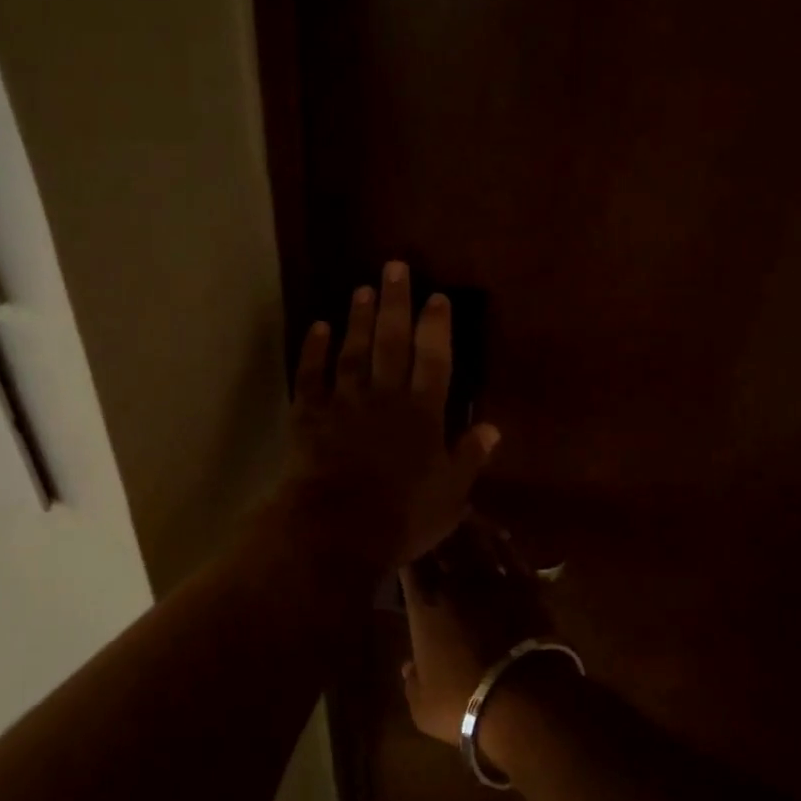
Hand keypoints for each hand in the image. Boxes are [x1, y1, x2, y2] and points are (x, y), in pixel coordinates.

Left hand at [281, 261, 499, 569]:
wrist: (336, 532)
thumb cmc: (401, 517)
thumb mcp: (450, 495)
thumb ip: (469, 458)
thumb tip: (491, 428)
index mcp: (422, 414)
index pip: (434, 359)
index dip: (436, 327)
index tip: (438, 298)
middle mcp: (383, 397)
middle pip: (391, 342)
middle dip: (395, 303)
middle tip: (395, 268)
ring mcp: (343, 402)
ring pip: (353, 351)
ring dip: (358, 318)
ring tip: (363, 289)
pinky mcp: (309, 415)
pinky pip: (311, 375)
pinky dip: (313, 350)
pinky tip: (318, 327)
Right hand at [400, 517, 554, 749]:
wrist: (526, 700)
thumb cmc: (464, 702)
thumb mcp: (422, 704)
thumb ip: (411, 681)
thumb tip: (406, 666)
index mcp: (424, 603)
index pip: (409, 562)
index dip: (406, 547)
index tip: (405, 541)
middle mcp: (455, 582)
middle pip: (442, 542)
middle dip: (435, 528)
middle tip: (432, 514)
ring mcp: (493, 580)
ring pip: (476, 541)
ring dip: (468, 526)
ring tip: (462, 511)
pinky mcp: (526, 587)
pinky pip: (510, 555)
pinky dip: (502, 542)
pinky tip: (499, 535)